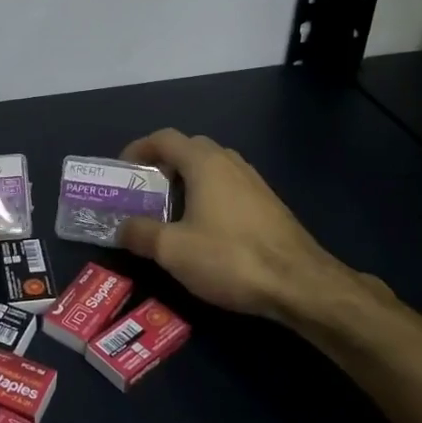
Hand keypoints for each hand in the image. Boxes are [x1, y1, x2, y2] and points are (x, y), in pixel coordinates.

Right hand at [118, 128, 391, 323]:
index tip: (123, 170)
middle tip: (144, 191)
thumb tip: (121, 227)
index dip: (139, 149)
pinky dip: (208, 195)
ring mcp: (253, 181)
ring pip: (212, 168)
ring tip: (170, 210)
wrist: (300, 283)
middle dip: (163, 165)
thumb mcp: (173, 250)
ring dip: (187, 180)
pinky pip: (229, 186)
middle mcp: (229, 162)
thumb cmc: (230, 258)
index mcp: (204, 163)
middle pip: (189, 149)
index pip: (165, 138)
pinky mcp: (268, 203)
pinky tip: (205, 227)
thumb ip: (140, 233)